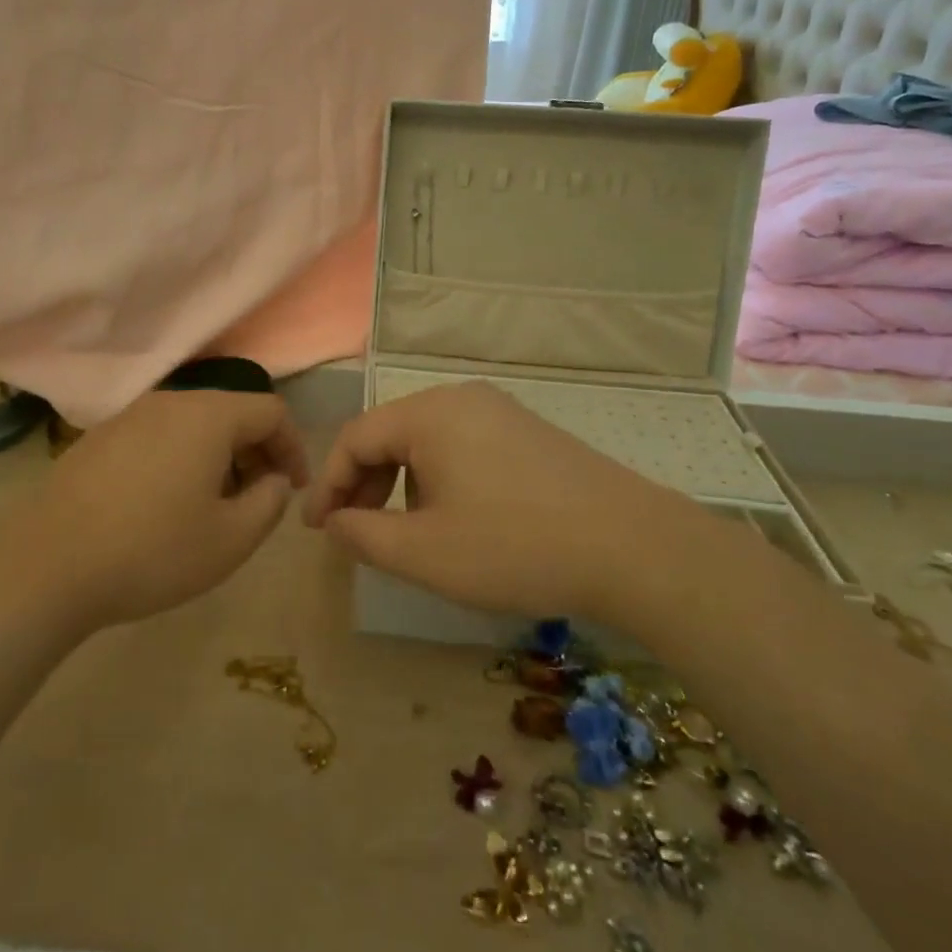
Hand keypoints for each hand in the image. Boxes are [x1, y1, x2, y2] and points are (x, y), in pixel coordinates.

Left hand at [4, 390, 308, 632]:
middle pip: (231, 411)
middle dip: (256, 450)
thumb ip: (270, 502)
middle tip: (259, 497)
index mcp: (208, 415)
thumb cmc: (152, 551)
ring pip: (193, 423)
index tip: (294, 487)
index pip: (270, 411)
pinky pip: (159, 435)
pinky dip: (181, 457)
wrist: (47, 565)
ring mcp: (129, 415)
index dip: (293, 446)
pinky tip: (166, 501)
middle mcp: (170, 401)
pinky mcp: (100, 437)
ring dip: (218, 455)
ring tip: (215, 503)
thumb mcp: (231, 539)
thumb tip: (273, 479)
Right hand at [303, 382, 682, 620]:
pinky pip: (462, 446)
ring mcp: (500, 411)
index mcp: (429, 414)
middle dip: (364, 484)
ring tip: (406, 532)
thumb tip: (335, 522)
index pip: (355, 437)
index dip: (329, 484)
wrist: (633, 548)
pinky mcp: (528, 432)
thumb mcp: (424, 552)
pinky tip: (455, 519)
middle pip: (390, 434)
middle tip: (356, 532)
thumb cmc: (515, 547)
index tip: (318, 529)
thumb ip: (363, 535)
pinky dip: (439, 479)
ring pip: (426, 442)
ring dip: (401, 484)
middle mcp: (460, 398)